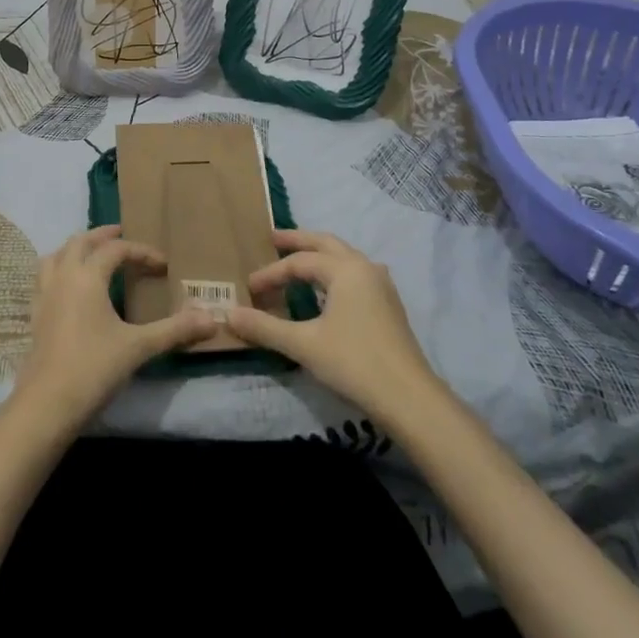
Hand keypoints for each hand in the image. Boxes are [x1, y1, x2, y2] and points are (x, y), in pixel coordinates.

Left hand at [8, 225, 216, 435]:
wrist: (47, 404)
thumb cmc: (94, 368)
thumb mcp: (139, 347)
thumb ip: (174, 330)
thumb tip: (211, 319)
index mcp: (87, 276)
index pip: (116, 249)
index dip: (141, 252)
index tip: (162, 265)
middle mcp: (62, 277)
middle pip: (80, 242)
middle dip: (103, 236)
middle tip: (123, 236)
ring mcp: (44, 294)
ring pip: (56, 255)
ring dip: (76, 249)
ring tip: (93, 255)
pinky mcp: (34, 314)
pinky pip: (44, 277)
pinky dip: (59, 269)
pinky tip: (69, 287)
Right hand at [225, 229, 442, 424]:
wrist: (409, 398)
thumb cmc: (354, 363)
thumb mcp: (303, 344)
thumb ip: (265, 327)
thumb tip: (229, 314)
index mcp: (345, 269)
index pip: (299, 262)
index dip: (271, 273)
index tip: (249, 289)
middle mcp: (365, 267)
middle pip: (326, 243)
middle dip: (298, 241)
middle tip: (272, 238)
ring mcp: (381, 285)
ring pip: (344, 257)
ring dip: (319, 255)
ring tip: (298, 261)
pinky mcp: (389, 305)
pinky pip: (355, 274)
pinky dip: (334, 272)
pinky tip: (329, 289)